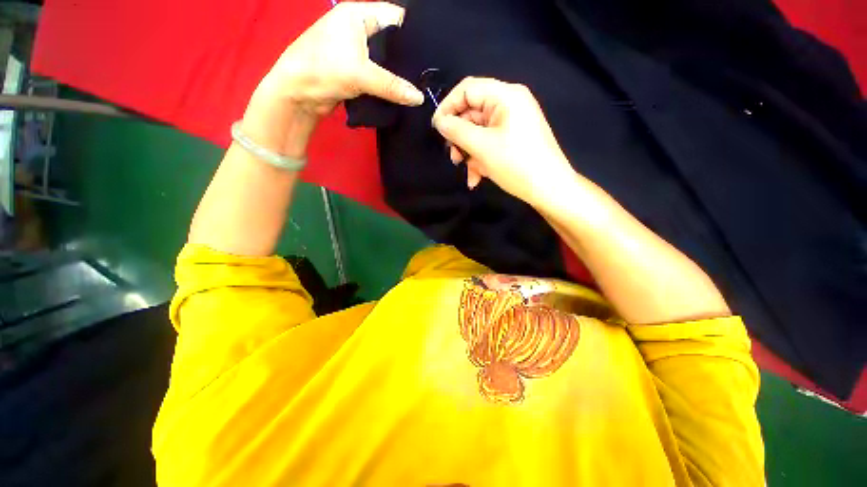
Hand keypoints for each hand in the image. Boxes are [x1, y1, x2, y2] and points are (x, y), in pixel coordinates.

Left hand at [242, 1, 424, 156]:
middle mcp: (359, 28)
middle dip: (408, 57)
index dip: (415, 33)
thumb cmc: (324, 70)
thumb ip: (393, 86)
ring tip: (421, 85)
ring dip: (399, 74)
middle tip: (429, 73)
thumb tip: (420, 98)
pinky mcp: (356, 71)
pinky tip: (404, 92)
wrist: (298, 94)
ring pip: (386, 61)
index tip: (433, 52)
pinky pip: (379, 75)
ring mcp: (357, 51)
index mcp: (358, 15)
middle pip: (392, 40)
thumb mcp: (361, 74)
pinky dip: (390, 84)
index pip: (396, 17)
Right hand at [431, 77, 574, 206]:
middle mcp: (509, 104)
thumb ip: (457, 131)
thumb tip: (439, 122)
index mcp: (505, 96)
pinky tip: (476, 178)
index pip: (468, 89)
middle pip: (472, 113)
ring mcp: (512, 123)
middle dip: (460, 138)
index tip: (436, 129)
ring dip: (469, 153)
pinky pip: (489, 143)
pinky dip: (480, 159)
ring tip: (467, 172)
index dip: (448, 107)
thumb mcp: (482, 147)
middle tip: (453, 157)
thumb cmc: (516, 164)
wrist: (549, 189)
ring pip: (479, 133)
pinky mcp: (513, 139)